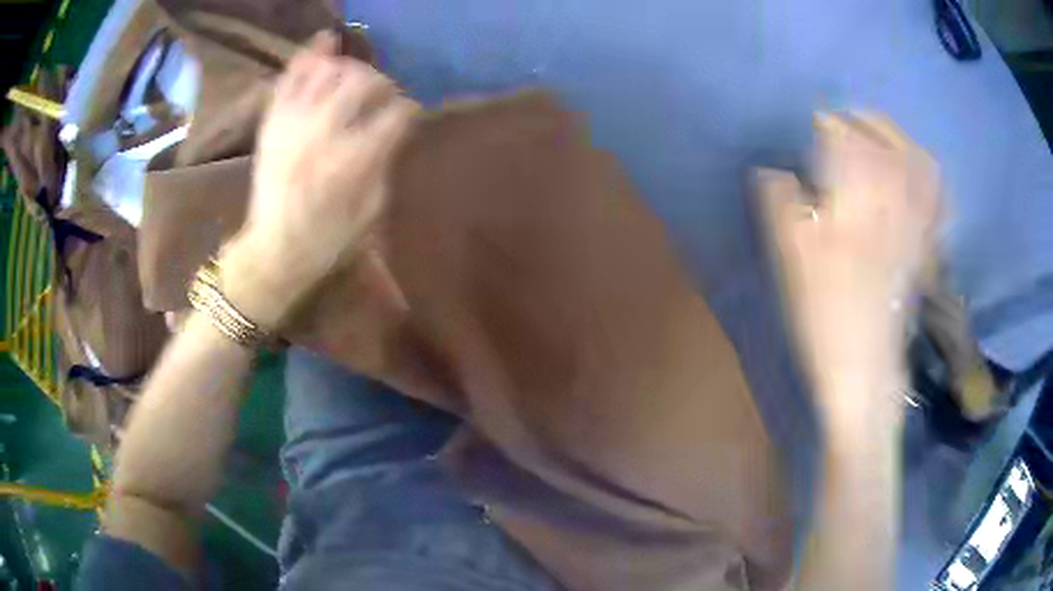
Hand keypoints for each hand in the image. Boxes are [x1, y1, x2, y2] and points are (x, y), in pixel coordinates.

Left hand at [222, 31, 417, 328]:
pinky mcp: (273, 124)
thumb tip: (392, 130)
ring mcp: (293, 124)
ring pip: (327, 72)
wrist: (272, 252)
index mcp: (352, 160)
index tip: (409, 113)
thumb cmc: (326, 240)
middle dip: (381, 82)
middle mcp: (323, 133)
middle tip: (383, 94)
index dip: (407, 109)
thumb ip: (384, 162)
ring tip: (355, 76)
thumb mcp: (370, 211)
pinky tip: (325, 42)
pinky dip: (308, 57)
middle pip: (361, 81)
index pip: (394, 112)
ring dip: (349, 67)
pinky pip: (290, 79)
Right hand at [757, 112, 940, 430]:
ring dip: (893, 138)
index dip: (821, 127)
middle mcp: (893, 196)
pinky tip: (913, 172)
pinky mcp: (924, 244)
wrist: (865, 371)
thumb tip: (773, 170)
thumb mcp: (789, 255)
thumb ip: (778, 201)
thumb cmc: (823, 313)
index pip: (839, 135)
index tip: (808, 131)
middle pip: (881, 137)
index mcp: (857, 193)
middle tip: (839, 124)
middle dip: (858, 123)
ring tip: (874, 135)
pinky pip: (935, 197)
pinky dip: (925, 175)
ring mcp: (915, 220)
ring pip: (913, 159)